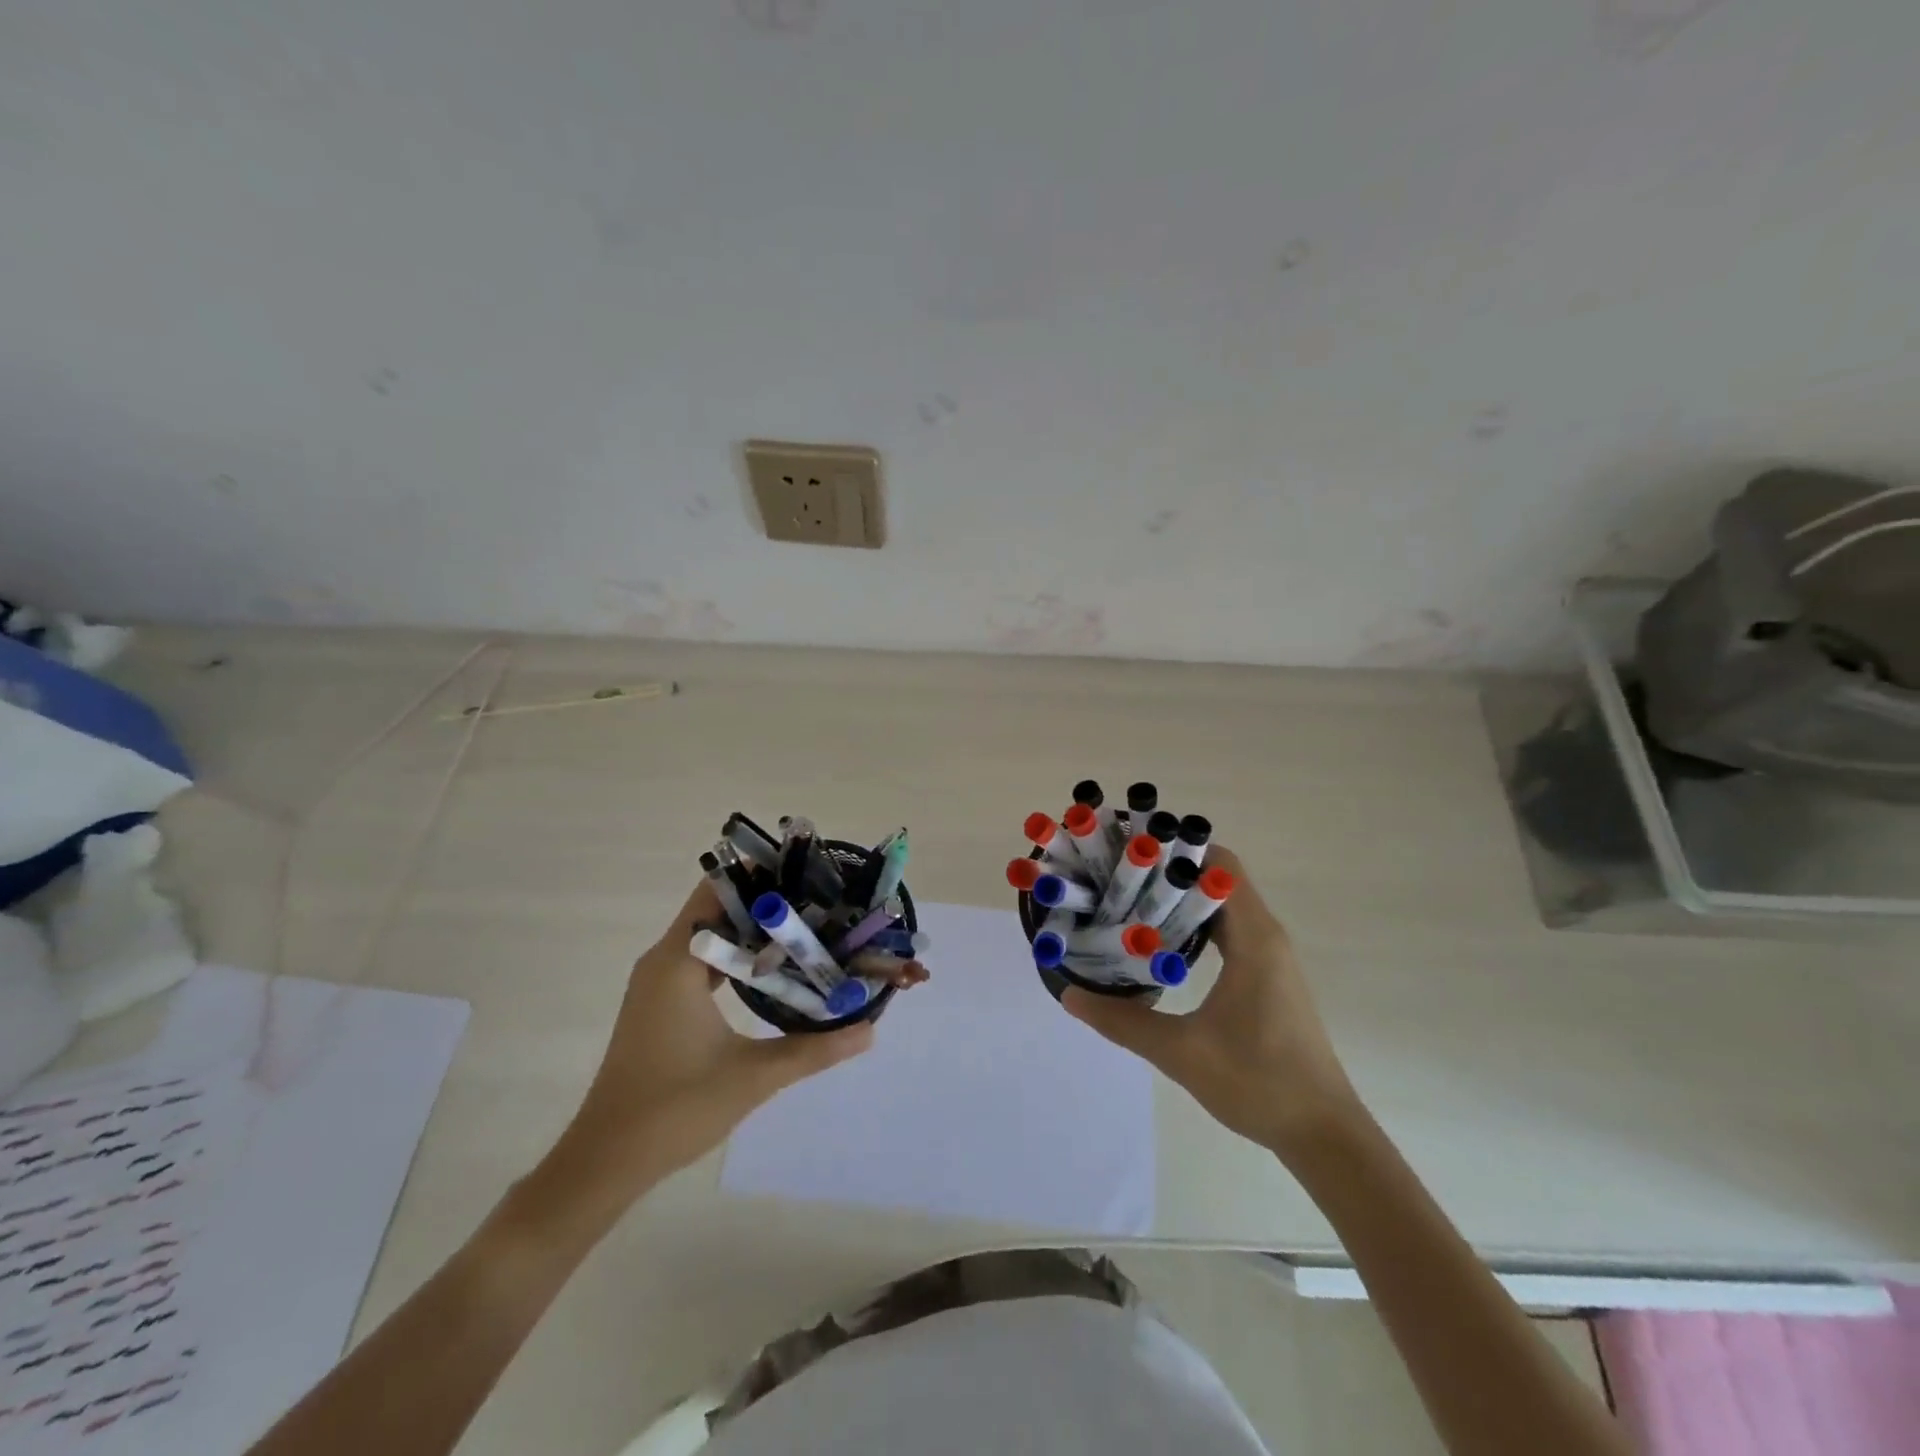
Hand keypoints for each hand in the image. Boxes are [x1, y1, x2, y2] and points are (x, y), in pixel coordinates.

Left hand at [532, 882, 875, 1228]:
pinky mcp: (661, 1004)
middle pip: (716, 908)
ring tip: (804, 928)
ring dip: (752, 930)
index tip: (806, 875)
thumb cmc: (674, 1109)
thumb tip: (870, 1030)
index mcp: (677, 962)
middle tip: (818, 902)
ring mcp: (659, 983)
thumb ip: (814, 1049)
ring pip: (710, 936)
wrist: (605, 1161)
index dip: (760, 877)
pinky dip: (736, 956)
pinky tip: (772, 969)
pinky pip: (703, 961)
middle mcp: (664, 960)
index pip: (717, 891)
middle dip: (765, 902)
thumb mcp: (753, 1076)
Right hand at [1062, 847, 1362, 1160]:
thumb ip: (1123, 1021)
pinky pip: (1230, 930)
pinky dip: (1196, 924)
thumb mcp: (1180, 1052)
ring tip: (1129, 902)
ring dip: (1181, 899)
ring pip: (1223, 905)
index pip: (1218, 864)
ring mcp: (1271, 957)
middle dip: (1168, 871)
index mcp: (1253, 938)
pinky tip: (1162, 944)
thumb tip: (1069, 994)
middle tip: (1117, 876)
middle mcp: (1266, 935)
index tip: (1129, 850)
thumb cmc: (1258, 1082)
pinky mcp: (1269, 977)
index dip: (1175, 849)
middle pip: (1218, 879)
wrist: (1324, 1133)